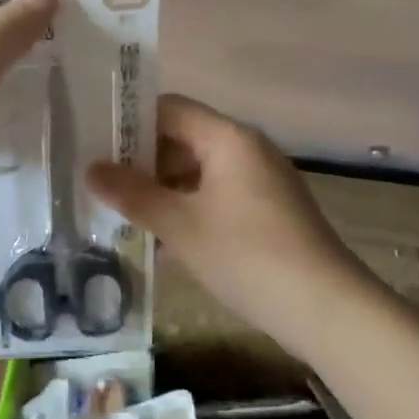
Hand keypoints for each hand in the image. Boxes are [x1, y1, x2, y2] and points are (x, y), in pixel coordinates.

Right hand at [87, 94, 368, 350]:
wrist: (328, 310)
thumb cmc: (248, 256)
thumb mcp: (181, 226)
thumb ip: (133, 194)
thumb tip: (90, 169)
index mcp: (228, 138)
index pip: (169, 108)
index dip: (130, 121)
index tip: (95, 141)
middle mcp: (247, 148)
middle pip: (183, 138)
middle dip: (142, 159)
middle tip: (102, 181)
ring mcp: (262, 180)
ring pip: (199, 170)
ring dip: (163, 187)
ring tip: (123, 211)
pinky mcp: (269, 210)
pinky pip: (217, 193)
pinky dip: (188, 206)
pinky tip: (162, 238)